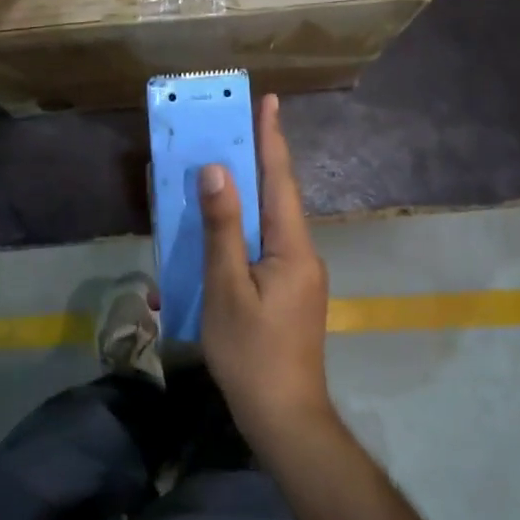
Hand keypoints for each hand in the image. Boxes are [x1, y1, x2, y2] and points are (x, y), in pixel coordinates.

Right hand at [199, 95, 335, 456]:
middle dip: (257, 160)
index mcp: (292, 246)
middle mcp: (302, 253)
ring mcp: (299, 275)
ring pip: (269, 223)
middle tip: (234, 126)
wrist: (284, 418)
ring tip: (220, 173)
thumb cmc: (251, 353)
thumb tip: (217, 170)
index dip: (271, 138)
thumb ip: (222, 228)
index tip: (268, 100)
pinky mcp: (288, 293)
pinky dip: (242, 232)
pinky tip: (219, 237)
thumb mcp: (226, 288)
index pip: (280, 179)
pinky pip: (264, 248)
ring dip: (246, 197)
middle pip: (276, 196)